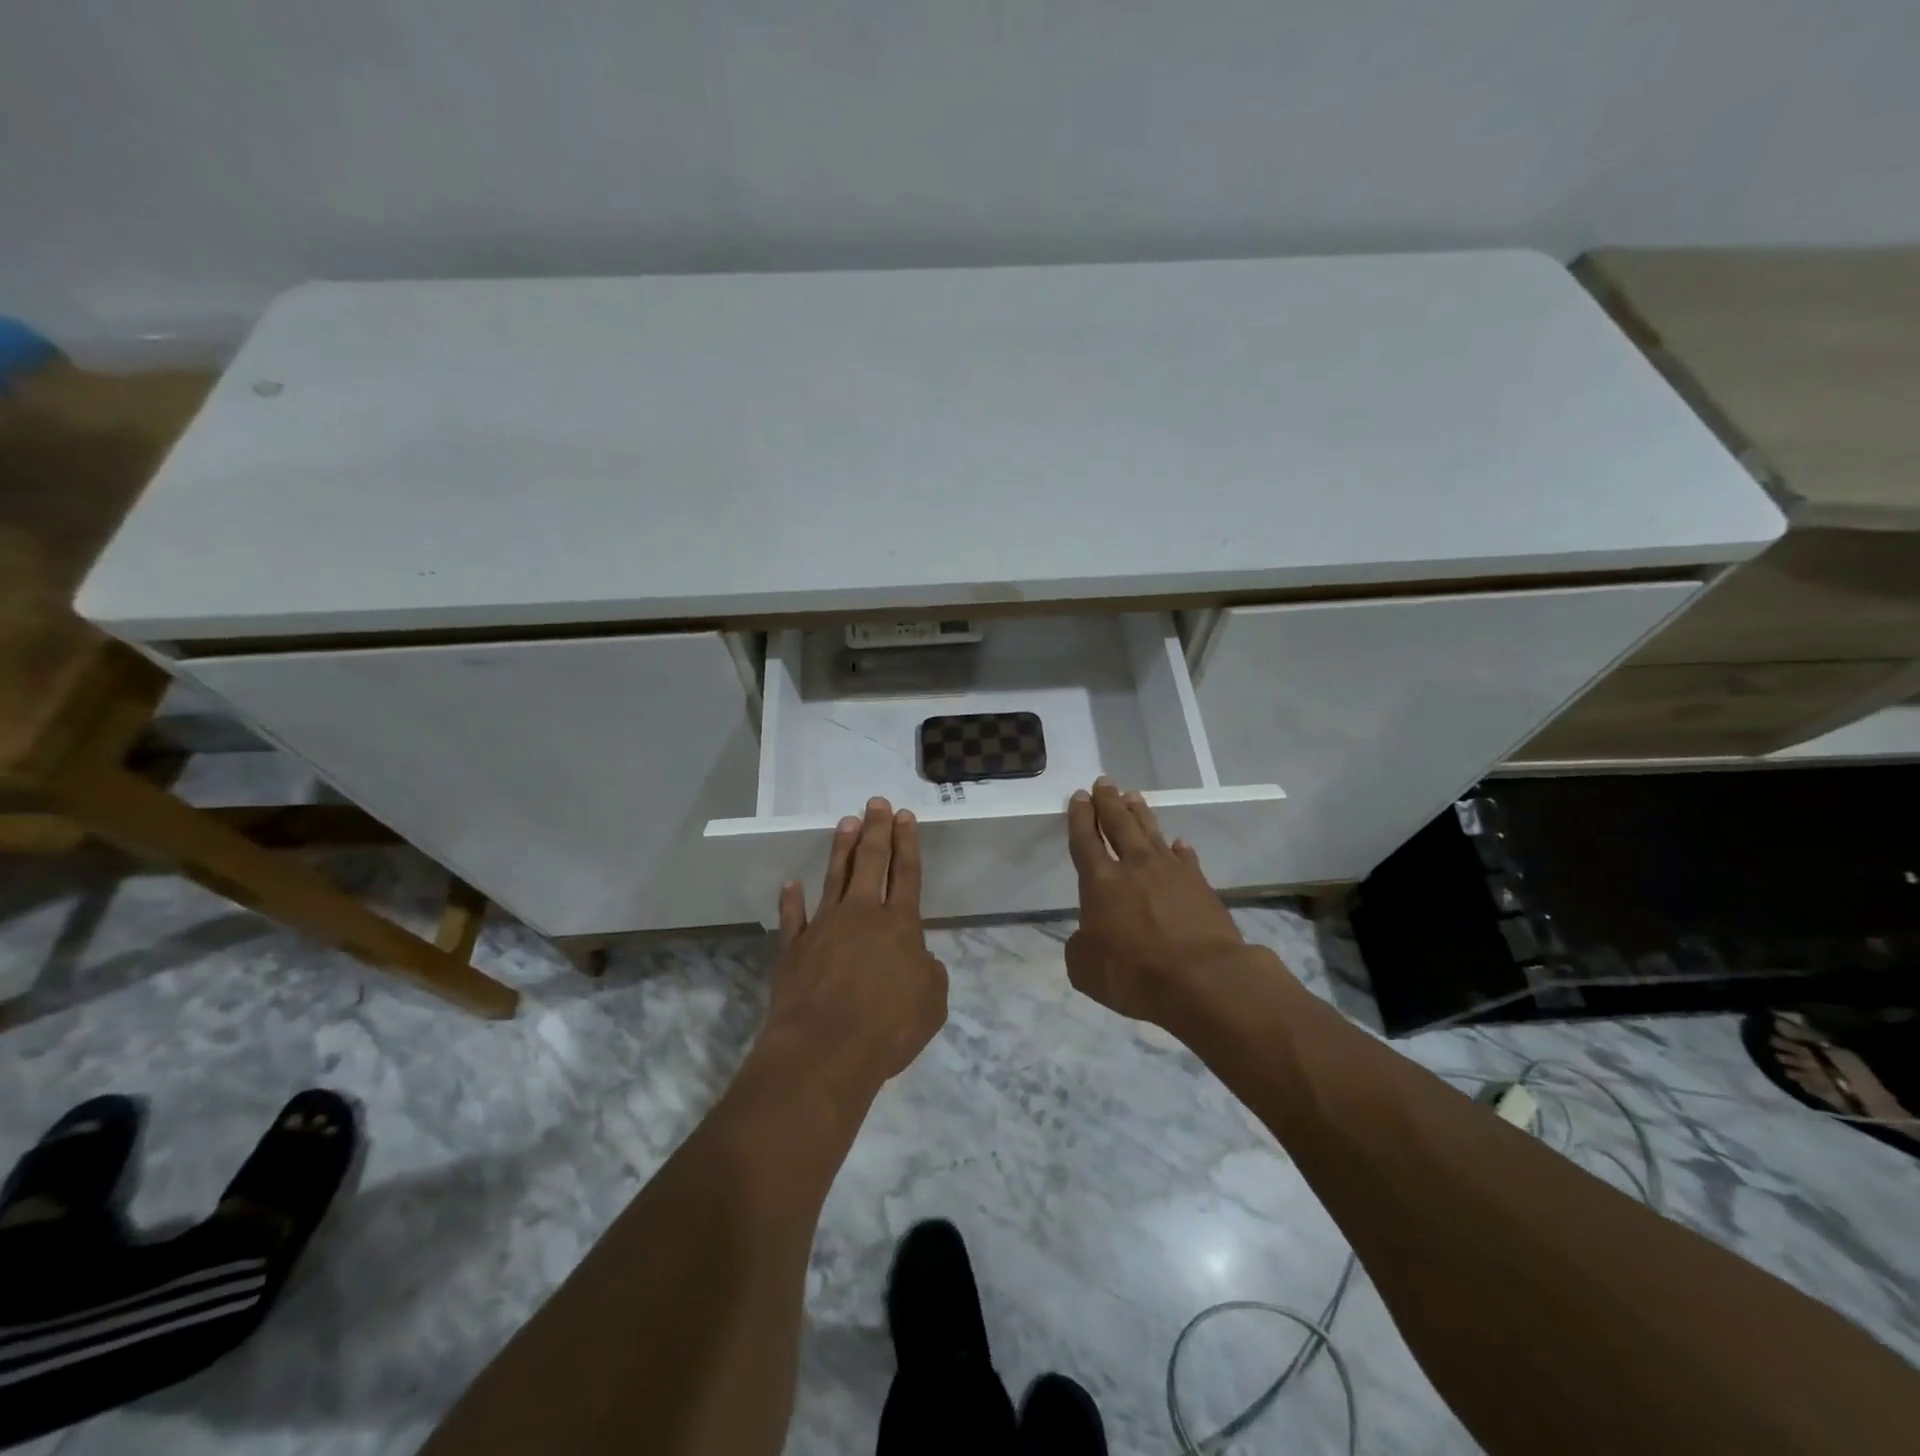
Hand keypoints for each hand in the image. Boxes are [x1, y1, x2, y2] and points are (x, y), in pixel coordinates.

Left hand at [760, 797, 948, 1105]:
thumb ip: (930, 974)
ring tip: (846, 822)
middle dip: (876, 829)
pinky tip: (791, 884)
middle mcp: (862, 914)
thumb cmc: (887, 1028)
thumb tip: (920, 958)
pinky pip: (792, 917)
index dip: (907, 843)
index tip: (904, 816)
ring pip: (835, 877)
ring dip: (842, 848)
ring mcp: (824, 927)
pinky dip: (791, 900)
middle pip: (871, 862)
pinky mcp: (794, 948)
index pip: (907, 873)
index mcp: (900, 925)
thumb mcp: (931, 1004)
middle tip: (876, 802)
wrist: (824, 1049)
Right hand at [1064, 778, 1248, 1027]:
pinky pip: (1186, 859)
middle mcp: (1134, 867)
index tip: (1080, 796)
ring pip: (1151, 832)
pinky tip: (1178, 843)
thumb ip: (1081, 946)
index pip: (1085, 840)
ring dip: (1140, 814)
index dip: (1080, 817)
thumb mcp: (1085, 968)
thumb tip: (1089, 936)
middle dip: (1109, 802)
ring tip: (1133, 796)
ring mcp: (1171, 872)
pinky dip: (1179, 849)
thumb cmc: (1133, 973)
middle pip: (1119, 824)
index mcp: (1100, 882)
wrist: (1201, 978)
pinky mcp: (1200, 885)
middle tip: (1105, 782)